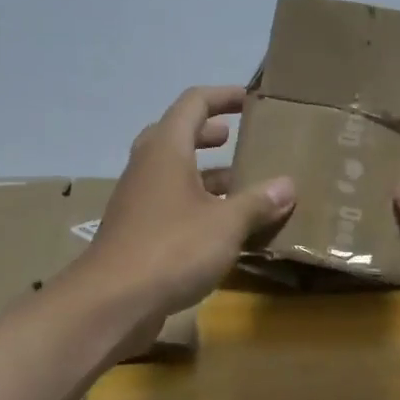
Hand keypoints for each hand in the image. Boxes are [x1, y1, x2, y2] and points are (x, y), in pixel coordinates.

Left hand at [84, 86, 295, 319]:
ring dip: (206, 173)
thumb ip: (258, 202)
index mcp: (166, 148)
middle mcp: (148, 165)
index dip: (223, 96)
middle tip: (237, 140)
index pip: (194, 103)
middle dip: (209, 133)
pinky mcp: (136, 229)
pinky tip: (224, 228)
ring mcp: (138, 198)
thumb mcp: (226, 224)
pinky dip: (197, 203)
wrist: (110, 302)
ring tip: (242, 185)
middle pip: (178, 134)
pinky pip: (171, 202)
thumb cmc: (171, 249)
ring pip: (175, 172)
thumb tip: (288, 185)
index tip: (250, 99)